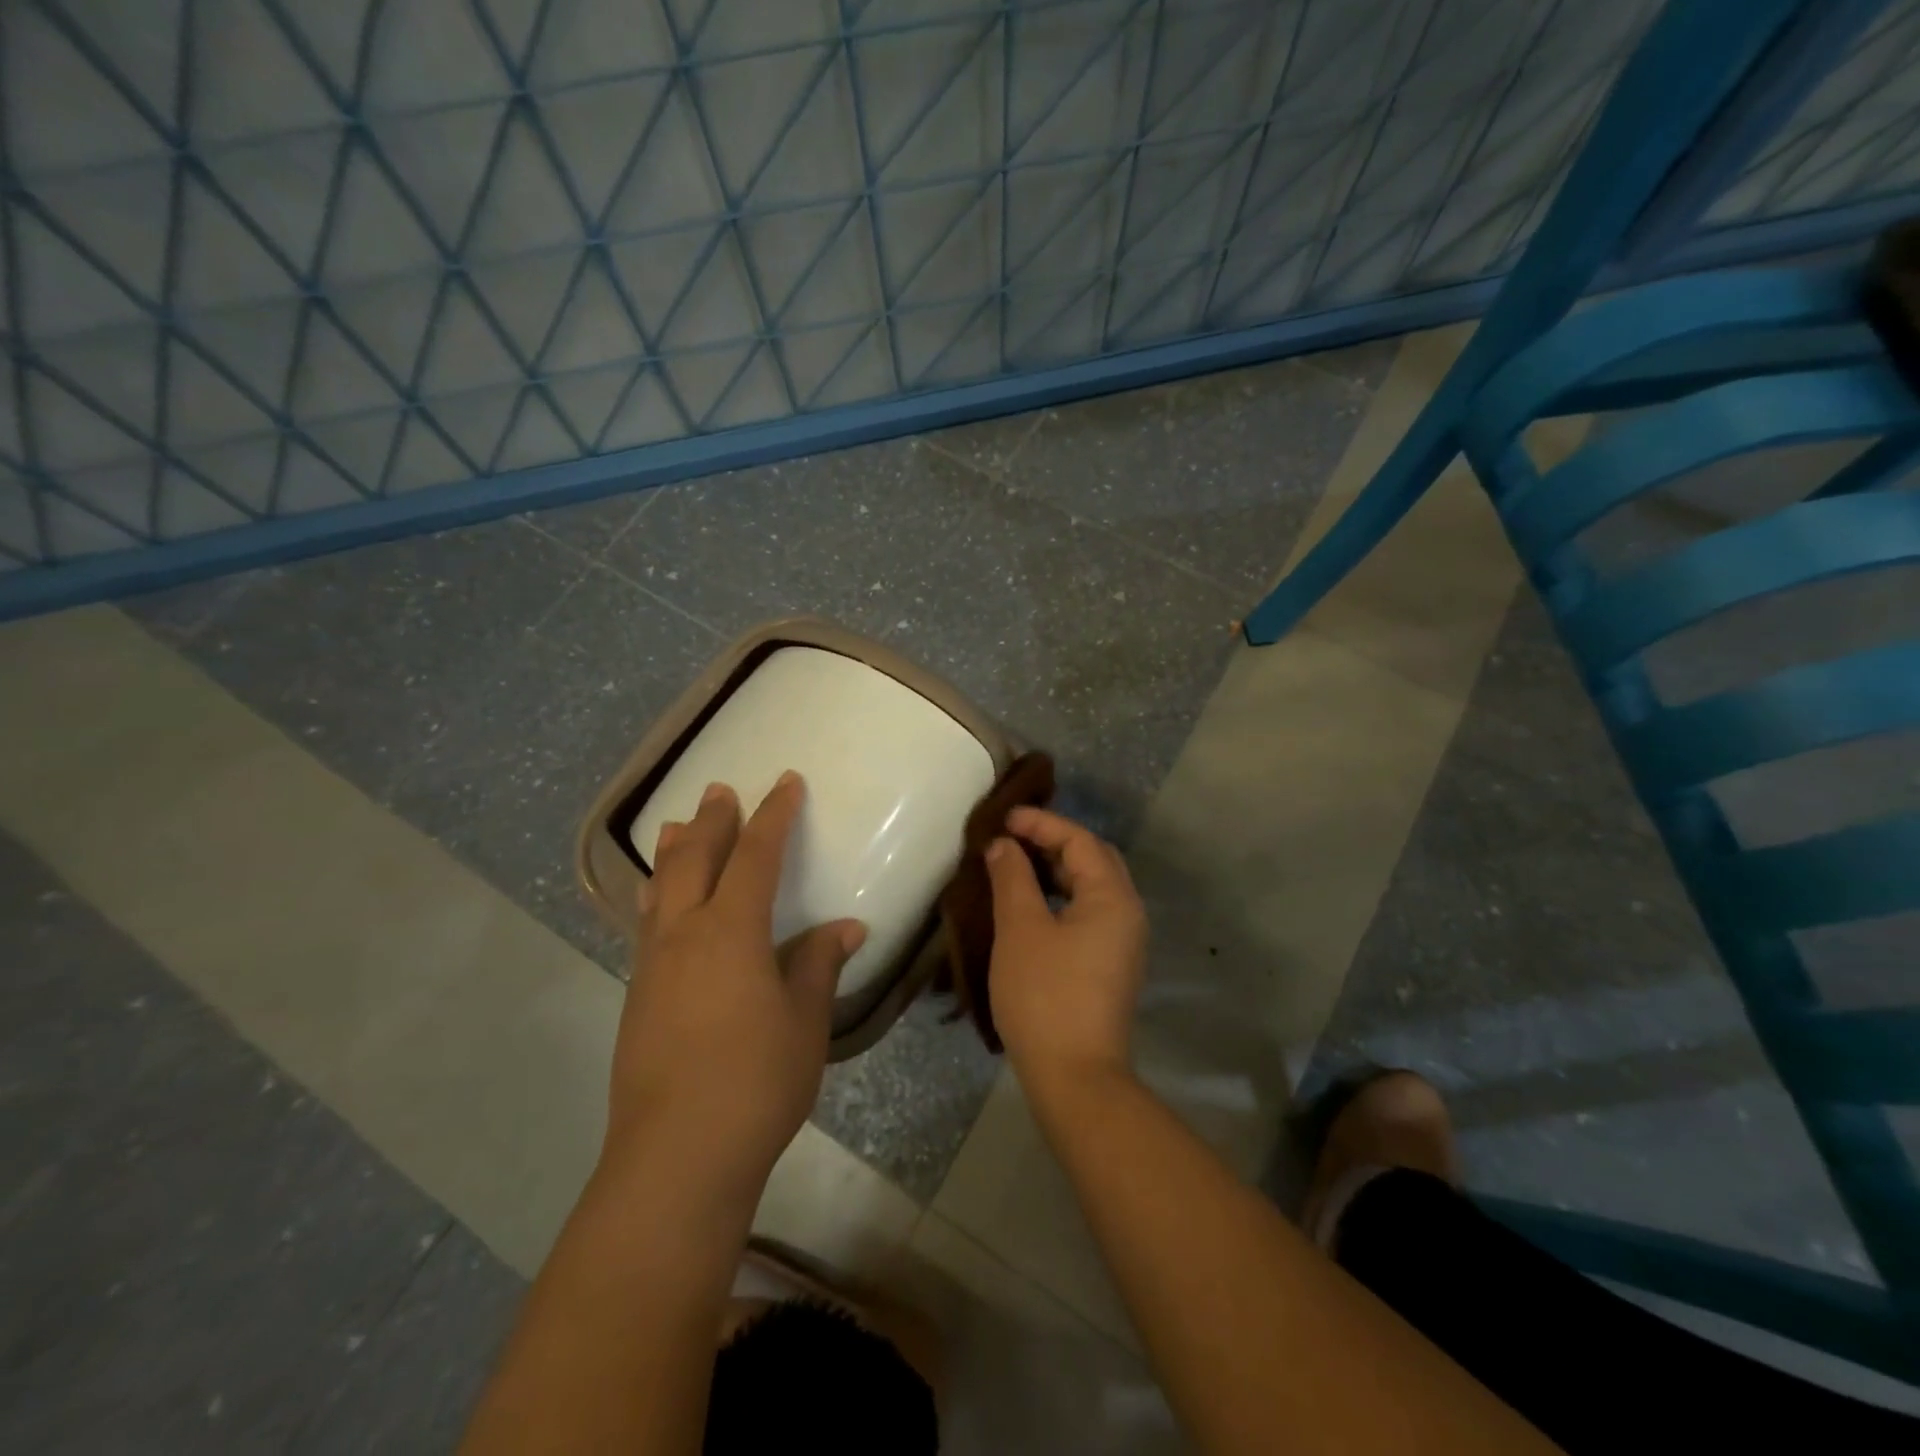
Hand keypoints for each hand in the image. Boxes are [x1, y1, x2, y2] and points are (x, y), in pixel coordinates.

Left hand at [605, 771, 865, 1200]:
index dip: (774, 815)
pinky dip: (657, 894)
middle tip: (721, 789)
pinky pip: (646, 923)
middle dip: (713, 820)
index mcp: (732, 931)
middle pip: (695, 859)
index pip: (756, 855)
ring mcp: (653, 965)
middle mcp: (684, 934)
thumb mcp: (805, 1022)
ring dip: (674, 851)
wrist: (675, 1157)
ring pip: (660, 888)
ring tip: (676, 825)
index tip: (787, 782)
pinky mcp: (637, 996)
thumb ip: (819, 965)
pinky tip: (658, 902)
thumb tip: (846, 927)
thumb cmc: (756, 1082)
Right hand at [983, 806, 1147, 1095]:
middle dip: (1052, 842)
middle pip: (1093, 859)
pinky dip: (1060, 897)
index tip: (1003, 819)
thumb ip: (1012, 878)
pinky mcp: (1109, 964)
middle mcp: (1127, 913)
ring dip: (1055, 870)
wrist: (1074, 1077)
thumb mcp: (1021, 929)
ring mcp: (1122, 941)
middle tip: (1011, 838)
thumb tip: (1004, 845)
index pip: (1080, 840)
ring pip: (1091, 887)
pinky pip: (1087, 912)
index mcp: (1113, 897)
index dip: (1041, 823)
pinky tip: (1029, 905)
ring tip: (1014, 865)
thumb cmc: (1045, 995)